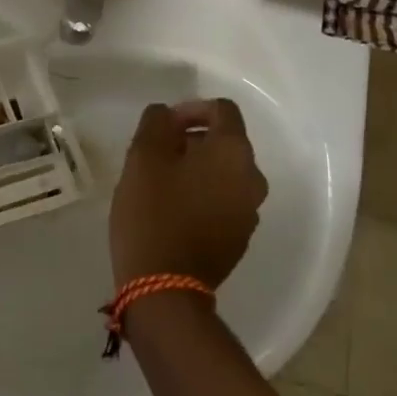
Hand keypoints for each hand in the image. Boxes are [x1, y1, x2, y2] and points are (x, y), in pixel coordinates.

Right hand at [109, 99, 268, 289]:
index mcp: (234, 152)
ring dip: (197, 168)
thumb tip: (168, 115)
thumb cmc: (153, 213)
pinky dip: (203, 194)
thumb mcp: (143, 157)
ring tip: (162, 182)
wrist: (164, 287)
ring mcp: (250, 211)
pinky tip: (174, 210)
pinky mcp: (240, 237)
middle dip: (192, 139)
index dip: (190, 108)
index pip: (222, 109)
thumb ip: (157, 122)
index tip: (163, 125)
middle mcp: (253, 178)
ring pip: (225, 173)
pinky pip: (224, 201)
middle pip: (225, 141)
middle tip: (156, 154)